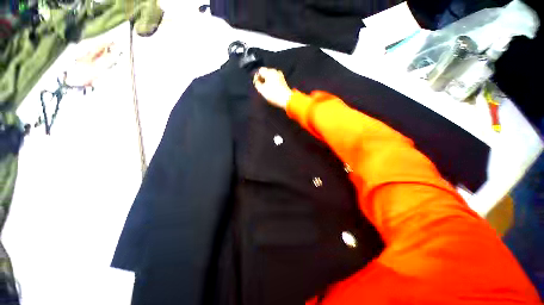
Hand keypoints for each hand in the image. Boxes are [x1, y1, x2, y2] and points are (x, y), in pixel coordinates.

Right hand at [253, 67, 292, 109]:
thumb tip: (256, 80)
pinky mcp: (283, 80)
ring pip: (270, 75)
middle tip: (260, 86)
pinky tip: (271, 88)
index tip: (255, 83)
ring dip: (267, 80)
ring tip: (265, 88)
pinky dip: (272, 82)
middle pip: (265, 72)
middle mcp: (275, 71)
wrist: (287, 99)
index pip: (260, 71)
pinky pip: (275, 79)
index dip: (256, 76)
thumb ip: (257, 83)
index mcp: (269, 72)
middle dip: (262, 78)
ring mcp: (280, 75)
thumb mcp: (262, 90)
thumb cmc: (273, 94)